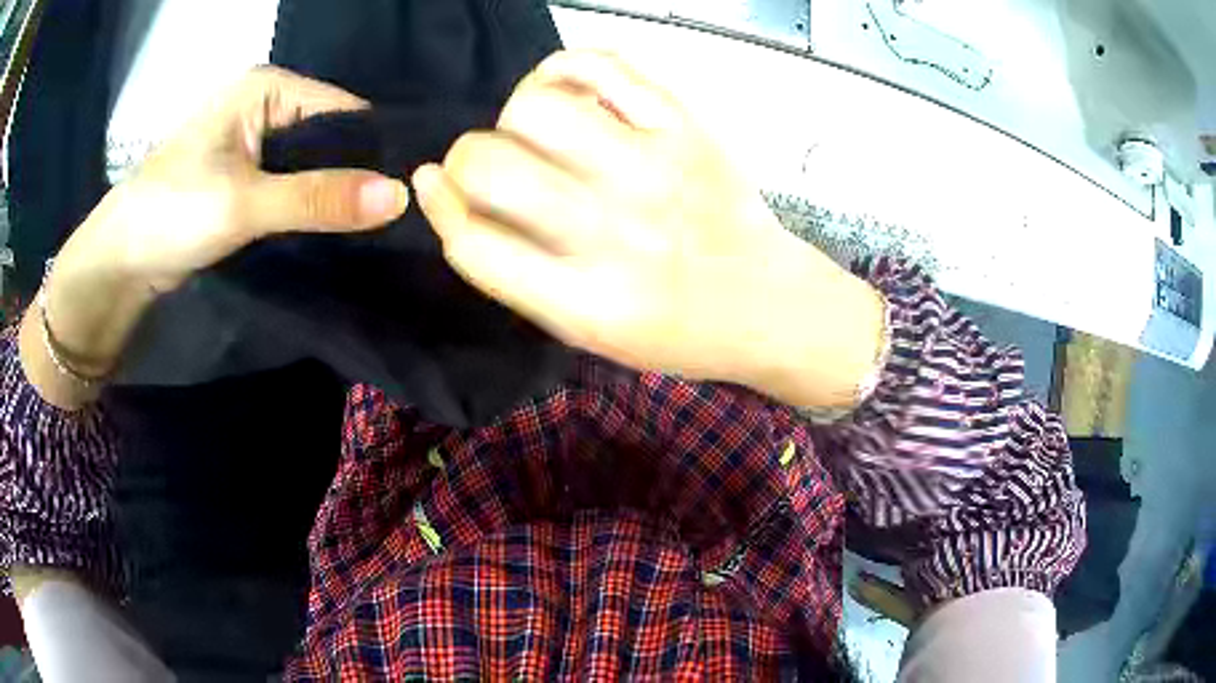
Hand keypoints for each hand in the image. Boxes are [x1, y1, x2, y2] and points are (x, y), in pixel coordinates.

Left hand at [67, 66, 409, 295]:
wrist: (117, 263)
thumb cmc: (170, 214)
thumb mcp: (244, 204)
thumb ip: (317, 198)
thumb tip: (401, 197)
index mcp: (267, 89)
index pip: (341, 111)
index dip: (372, 151)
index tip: (405, 196)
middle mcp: (263, 107)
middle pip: (327, 138)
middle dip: (352, 177)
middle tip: (390, 221)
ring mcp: (251, 143)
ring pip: (309, 165)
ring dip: (330, 197)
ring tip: (367, 231)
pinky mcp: (241, 178)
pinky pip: (289, 187)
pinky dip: (306, 209)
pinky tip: (327, 232)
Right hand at [414, 52, 883, 405]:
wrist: (767, 304)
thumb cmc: (673, 330)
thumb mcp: (583, 331)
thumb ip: (513, 273)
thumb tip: (444, 191)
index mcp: (582, 303)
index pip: (470, 242)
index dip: (441, 208)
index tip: (439, 189)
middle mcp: (613, 233)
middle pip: (489, 165)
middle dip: (465, 160)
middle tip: (490, 165)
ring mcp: (653, 170)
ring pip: (536, 106)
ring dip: (514, 115)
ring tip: (535, 130)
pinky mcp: (685, 128)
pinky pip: (601, 66)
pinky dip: (564, 68)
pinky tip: (566, 91)